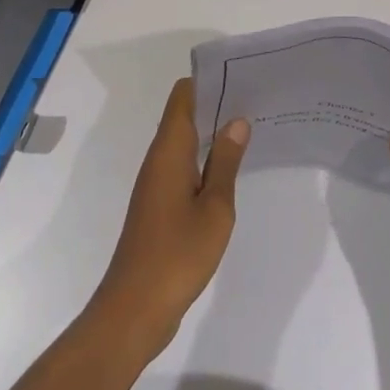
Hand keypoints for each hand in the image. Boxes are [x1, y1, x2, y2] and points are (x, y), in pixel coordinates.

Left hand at [87, 78, 248, 360]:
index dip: (209, 81)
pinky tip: (229, 170)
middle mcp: (159, 158)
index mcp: (169, 150)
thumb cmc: (177, 255)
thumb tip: (236, 120)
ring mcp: (156, 183)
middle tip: (255, 101)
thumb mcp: (214, 208)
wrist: (134, 311)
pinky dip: (204, 158)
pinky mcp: (158, 205)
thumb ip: (226, 162)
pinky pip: (183, 165)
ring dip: (211, 132)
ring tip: (249, 129)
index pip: (183, 95)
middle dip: (216, 104)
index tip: (240, 78)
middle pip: (184, 114)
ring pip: (184, 140)